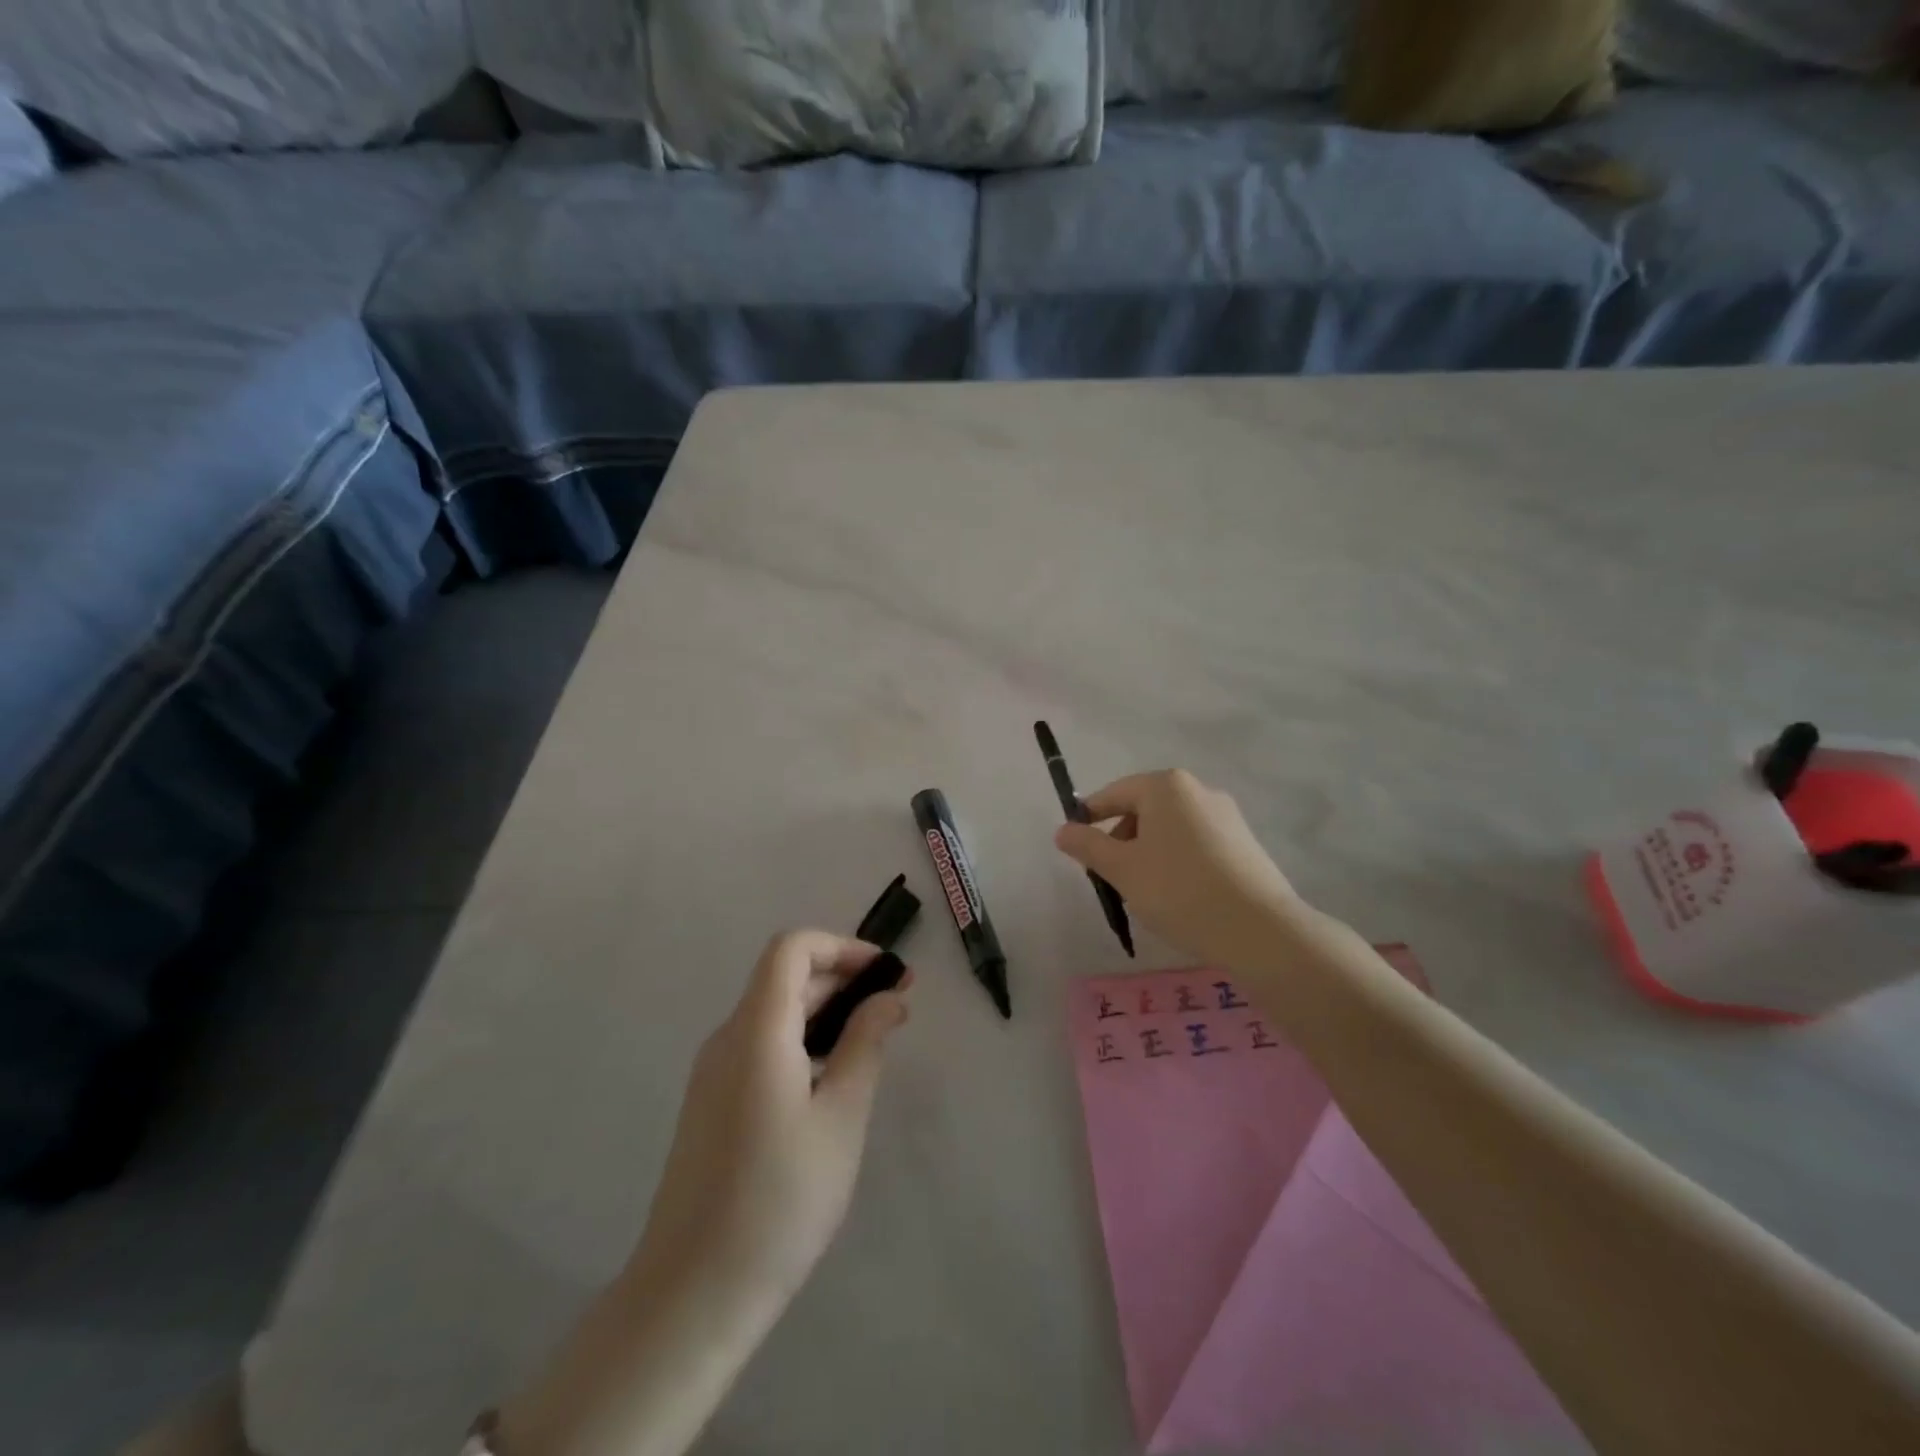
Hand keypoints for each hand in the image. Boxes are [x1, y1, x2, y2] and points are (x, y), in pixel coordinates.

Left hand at [629, 931, 911, 1311]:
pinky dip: (802, 1041)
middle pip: (784, 978)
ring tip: (873, 1042)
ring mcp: (714, 1073)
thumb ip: (865, 1044)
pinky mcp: (712, 1104)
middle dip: (842, 978)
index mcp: (756, 1029)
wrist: (693, 1293)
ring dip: (825, 1011)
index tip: (886, 974)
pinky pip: (761, 1046)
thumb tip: (888, 998)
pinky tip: (831, 1081)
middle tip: (896, 1006)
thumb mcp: (841, 1116)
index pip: (792, 949)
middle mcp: (727, 1038)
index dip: (842, 947)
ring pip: (773, 1013)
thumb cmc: (780, 1198)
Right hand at [1055, 769, 1304, 968]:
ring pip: (1170, 829)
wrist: (1259, 929)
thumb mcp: (1121, 869)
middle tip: (1110, 877)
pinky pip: (1196, 844)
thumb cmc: (1178, 890)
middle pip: (1143, 809)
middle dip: (1121, 840)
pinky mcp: (1244, 843)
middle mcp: (1198, 790)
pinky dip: (1177, 862)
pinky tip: (1178, 897)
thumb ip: (1087, 845)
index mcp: (1166, 786)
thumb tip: (1063, 830)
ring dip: (1148, 853)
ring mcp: (1226, 816)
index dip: (1089, 818)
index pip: (1114, 794)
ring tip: (1144, 892)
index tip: (1076, 847)